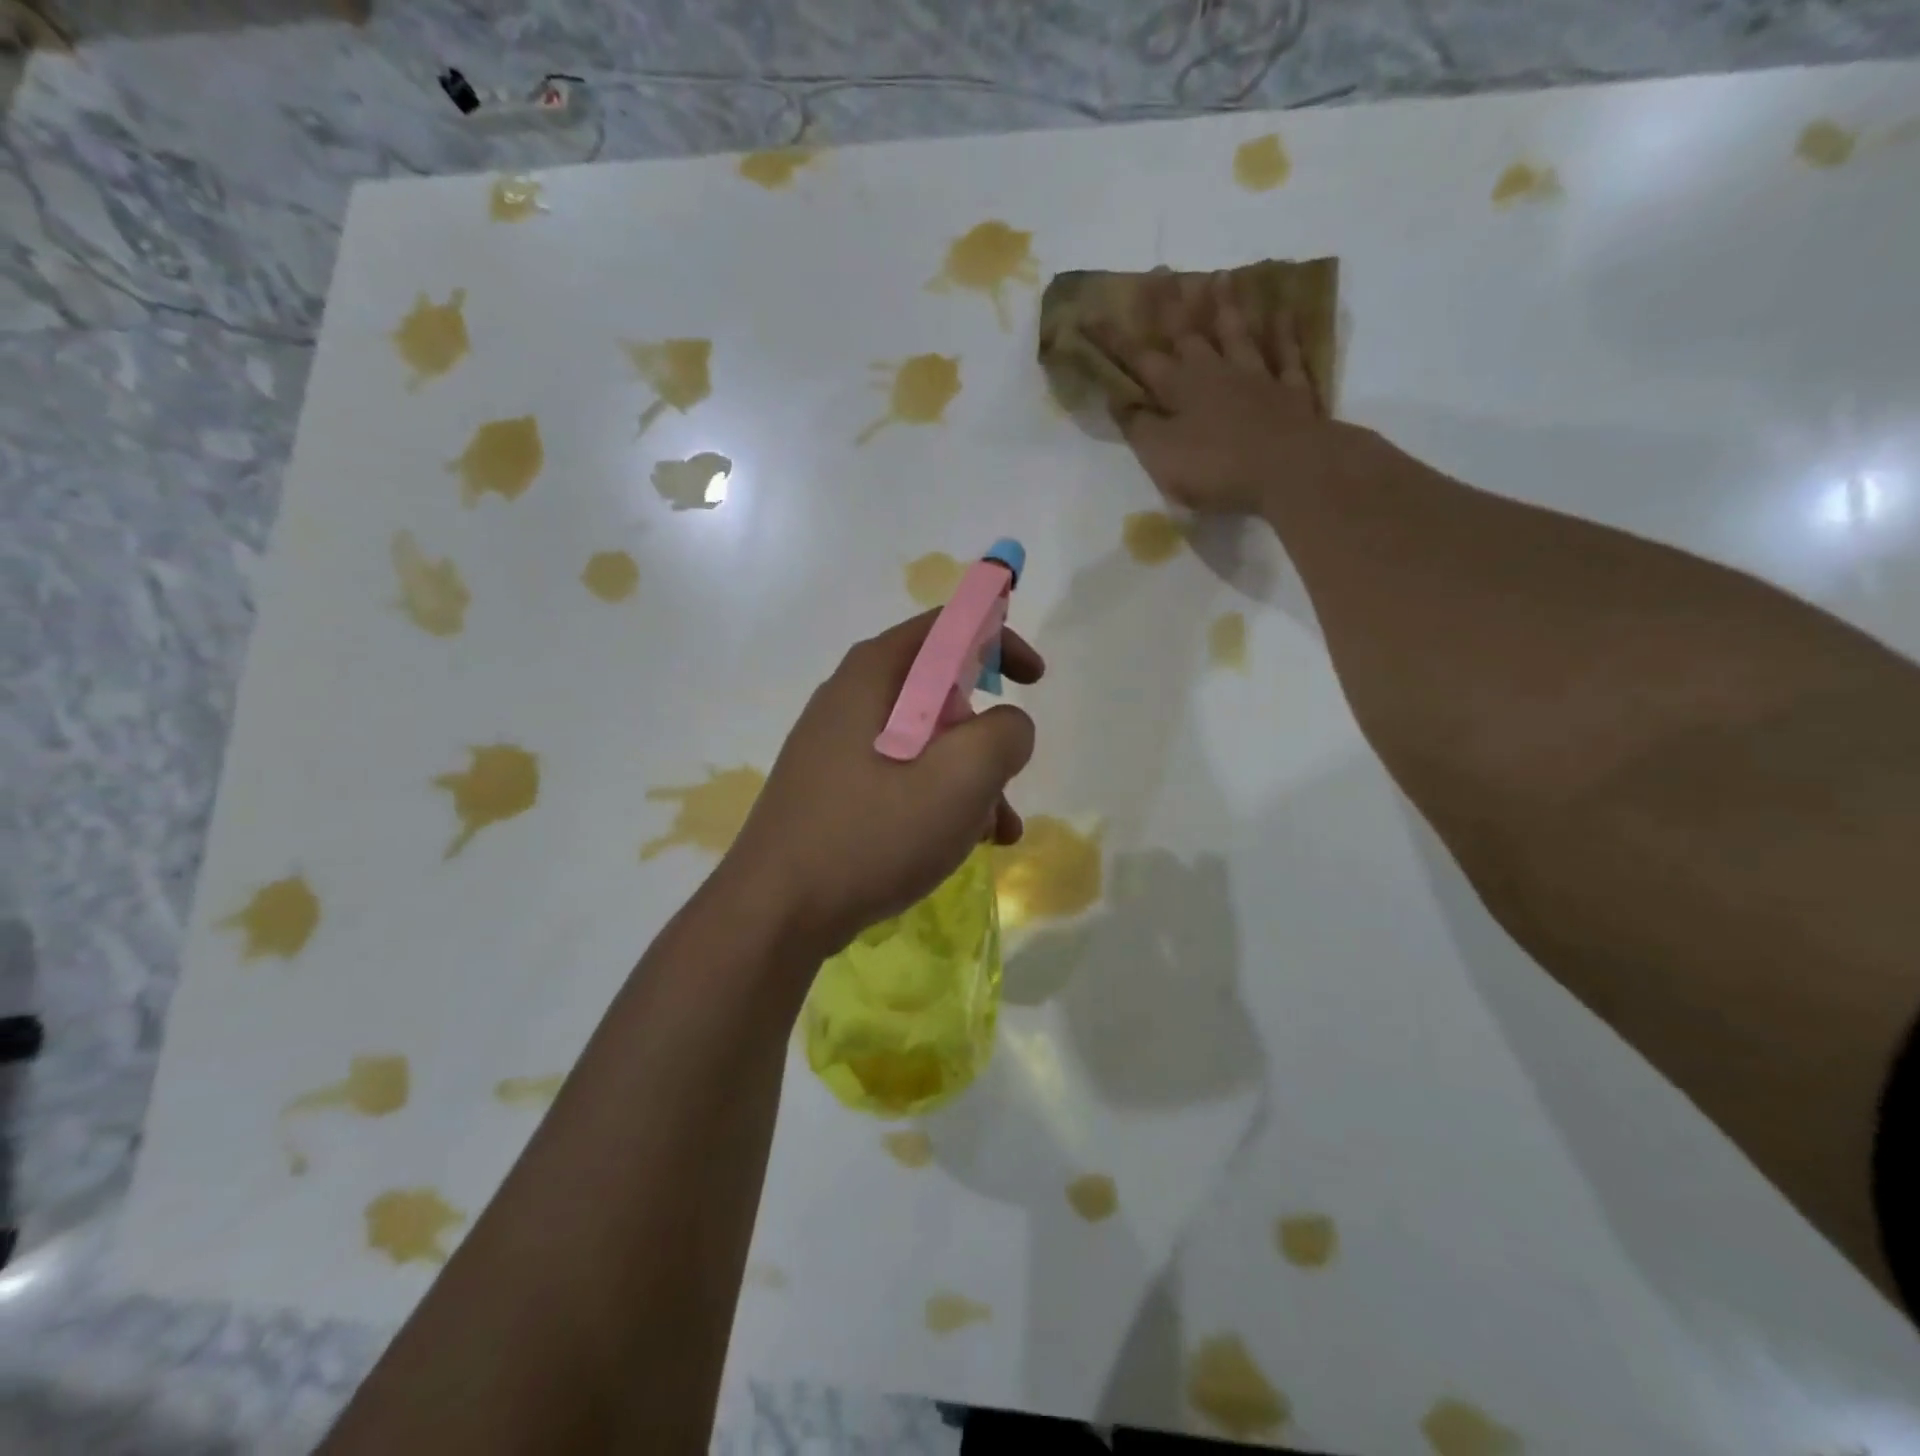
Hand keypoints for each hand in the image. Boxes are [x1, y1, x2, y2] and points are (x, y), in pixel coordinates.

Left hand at [721, 610, 1042, 959]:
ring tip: (996, 830)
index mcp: (873, 675)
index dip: (998, 640)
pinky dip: (936, 799)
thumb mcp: (959, 779)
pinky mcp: (831, 789)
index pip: (945, 627)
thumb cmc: (871, 834)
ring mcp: (835, 747)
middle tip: (1008, 774)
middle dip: (985, 732)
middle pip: (937, 690)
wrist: (774, 913)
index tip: (1034, 680)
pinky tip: (958, 845)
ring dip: (968, 777)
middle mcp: (849, 699)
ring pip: (923, 742)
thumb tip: (1008, 726)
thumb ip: (1004, 735)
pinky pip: (899, 776)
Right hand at [1089, 269, 1347, 516]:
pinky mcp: (1290, 391)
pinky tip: (1283, 312)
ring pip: (1237, 334)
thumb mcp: (1161, 456)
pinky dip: (1284, 333)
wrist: (1288, 470)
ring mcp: (1256, 377)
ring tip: (1220, 275)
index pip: (1138, 360)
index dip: (1112, 340)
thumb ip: (1139, 427)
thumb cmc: (1215, 468)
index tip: (1089, 315)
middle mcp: (1215, 373)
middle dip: (1169, 305)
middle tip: (1159, 271)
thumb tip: (1119, 400)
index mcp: (1179, 390)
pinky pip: (1286, 354)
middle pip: (1189, 333)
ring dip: (1226, 306)